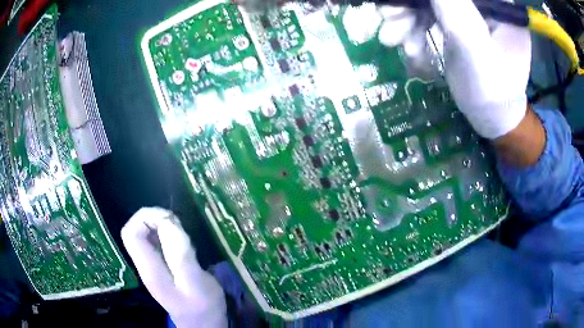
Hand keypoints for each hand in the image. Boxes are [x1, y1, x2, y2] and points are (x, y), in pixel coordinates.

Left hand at [121, 208, 226, 327]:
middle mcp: (145, 265)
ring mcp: (152, 266)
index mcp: (149, 269)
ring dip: (162, 226)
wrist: (203, 324)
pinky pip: (157, 242)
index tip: (170, 218)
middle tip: (178, 224)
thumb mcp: (196, 283)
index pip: (131, 233)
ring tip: (183, 232)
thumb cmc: (202, 307)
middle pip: (136, 231)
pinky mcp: (161, 267)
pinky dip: (167, 234)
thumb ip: (181, 255)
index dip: (146, 217)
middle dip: (155, 219)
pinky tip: (183, 242)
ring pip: (146, 235)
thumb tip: (169, 223)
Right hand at [376, 0, 531, 139]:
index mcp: (499, 5)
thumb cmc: (492, 92)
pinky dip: (414, 29)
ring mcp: (471, 13)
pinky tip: (410, 48)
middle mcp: (486, 4)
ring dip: (407, 19)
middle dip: (412, 6)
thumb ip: (455, 10)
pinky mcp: (459, 23)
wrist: (492, 118)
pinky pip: (430, 16)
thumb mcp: (475, 51)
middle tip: (388, 18)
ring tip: (392, 40)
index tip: (405, 2)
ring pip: (431, 3)